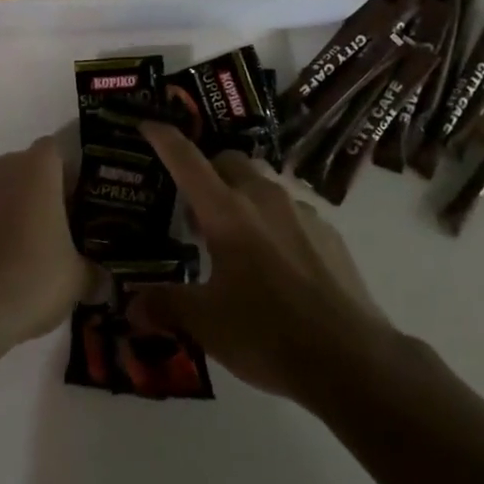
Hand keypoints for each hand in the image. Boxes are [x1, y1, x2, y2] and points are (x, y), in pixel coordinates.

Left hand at [0, 137, 95, 359]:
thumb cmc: (29, 278)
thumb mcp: (76, 281)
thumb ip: (94, 274)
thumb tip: (105, 283)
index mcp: (36, 168)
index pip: (57, 151)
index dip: (69, 175)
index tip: (78, 204)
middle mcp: (0, 167)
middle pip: (26, 169)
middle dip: (41, 192)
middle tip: (59, 229)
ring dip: (11, 209)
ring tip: (28, 249)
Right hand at [128, 121, 394, 404]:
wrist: (352, 359)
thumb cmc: (268, 334)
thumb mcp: (206, 325)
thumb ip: (165, 306)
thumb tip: (132, 305)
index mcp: (226, 212)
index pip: (186, 159)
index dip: (163, 138)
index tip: (147, 124)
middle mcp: (262, 197)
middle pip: (228, 160)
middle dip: (207, 171)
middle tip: (194, 209)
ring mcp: (300, 210)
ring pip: (262, 182)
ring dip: (242, 195)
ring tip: (235, 236)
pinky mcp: (328, 231)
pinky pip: (291, 209)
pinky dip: (273, 220)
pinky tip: (275, 260)